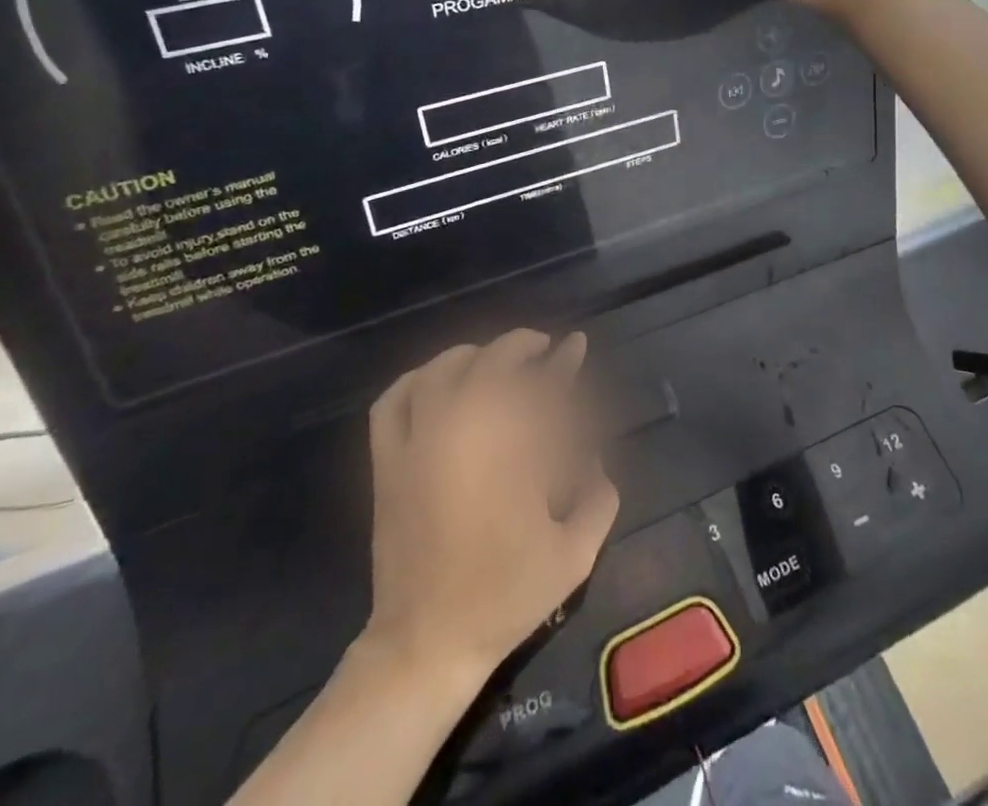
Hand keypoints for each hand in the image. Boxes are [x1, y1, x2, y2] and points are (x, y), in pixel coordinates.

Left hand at [362, 330, 618, 693]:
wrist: (427, 643)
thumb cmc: (505, 596)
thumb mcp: (575, 554)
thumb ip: (600, 497)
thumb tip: (595, 459)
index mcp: (513, 450)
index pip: (544, 384)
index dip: (564, 360)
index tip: (575, 344)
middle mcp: (465, 431)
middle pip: (494, 362)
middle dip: (523, 347)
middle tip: (543, 350)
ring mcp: (420, 441)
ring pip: (444, 369)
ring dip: (474, 355)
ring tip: (493, 360)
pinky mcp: (388, 460)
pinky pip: (395, 399)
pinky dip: (416, 379)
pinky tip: (435, 381)